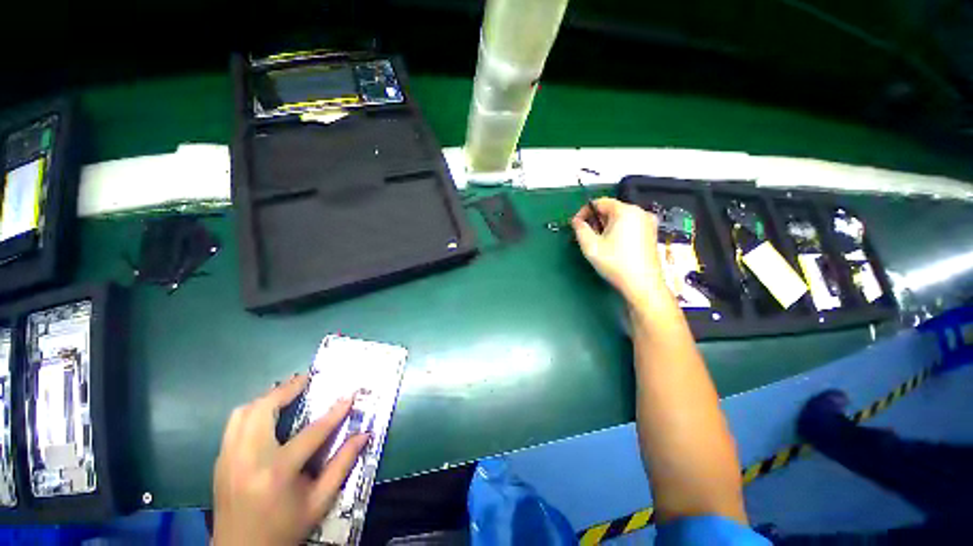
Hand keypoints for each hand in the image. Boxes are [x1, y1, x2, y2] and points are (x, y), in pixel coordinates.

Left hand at [213, 375, 368, 545]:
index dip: (334, 412)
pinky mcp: (220, 461)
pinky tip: (266, 414)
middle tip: (306, 380)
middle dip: (286, 390)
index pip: (311, 433)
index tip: (349, 395)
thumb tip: (364, 434)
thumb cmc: (284, 528)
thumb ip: (342, 465)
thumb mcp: (319, 501)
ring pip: (243, 413)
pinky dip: (252, 411)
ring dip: (266, 397)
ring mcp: (228, 459)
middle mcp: (247, 459)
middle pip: (263, 410)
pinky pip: (234, 425)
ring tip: (286, 392)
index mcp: (276, 473)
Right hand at [573, 197, 664, 302]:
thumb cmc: (615, 263)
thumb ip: (580, 229)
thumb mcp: (590, 246)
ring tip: (598, 242)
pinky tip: (613, 246)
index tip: (576, 225)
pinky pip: (630, 225)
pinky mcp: (652, 234)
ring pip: (620, 218)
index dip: (584, 211)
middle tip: (586, 235)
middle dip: (595, 220)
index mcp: (625, 211)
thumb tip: (576, 221)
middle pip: (611, 209)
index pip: (600, 202)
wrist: (643, 284)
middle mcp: (640, 212)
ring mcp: (649, 223)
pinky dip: (618, 230)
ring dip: (606, 226)